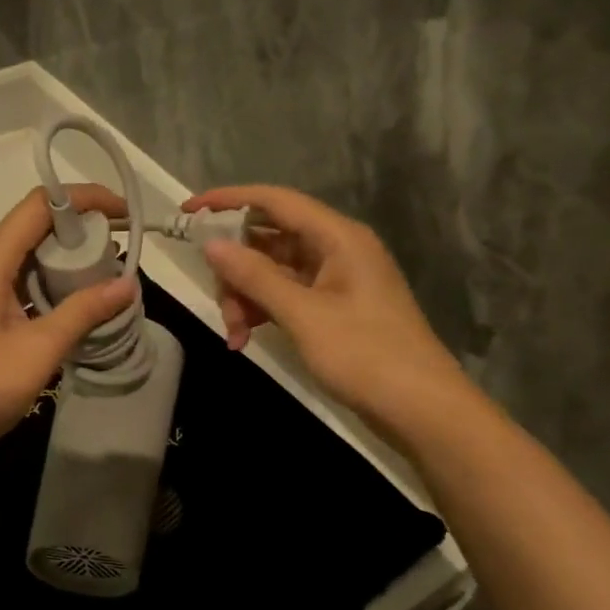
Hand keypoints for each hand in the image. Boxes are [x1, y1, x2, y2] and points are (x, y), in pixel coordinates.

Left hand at [0, 185, 136, 463]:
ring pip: (23, 258)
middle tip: (120, 252)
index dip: (84, 199)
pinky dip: (45, 286)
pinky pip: (14, 284)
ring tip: (104, 279)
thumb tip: (128, 284)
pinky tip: (71, 307)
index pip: (38, 206)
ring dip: (63, 261)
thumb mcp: (39, 350)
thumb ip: (84, 311)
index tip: (122, 214)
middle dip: (78, 231)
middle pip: (31, 227)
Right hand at [184, 185, 471, 426]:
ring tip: (234, 335)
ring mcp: (334, 279)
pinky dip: (262, 311)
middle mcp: (336, 249)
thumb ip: (255, 277)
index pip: (274, 201)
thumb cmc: (366, 355)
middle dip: (236, 269)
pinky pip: (285, 295)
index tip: (187, 211)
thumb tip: (212, 245)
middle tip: (221, 305)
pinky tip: (244, 339)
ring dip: (245, 296)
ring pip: (272, 270)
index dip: (228, 200)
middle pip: (268, 238)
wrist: (422, 409)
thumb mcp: (303, 315)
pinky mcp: (332, 307)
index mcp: (338, 237)